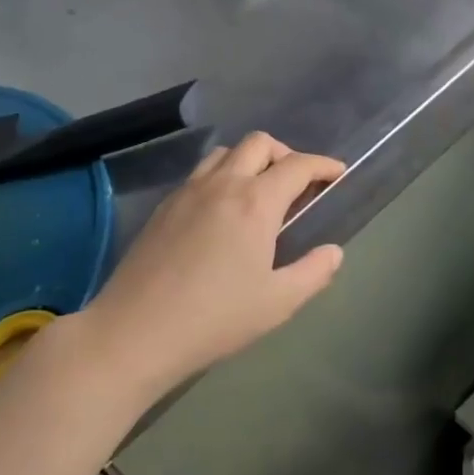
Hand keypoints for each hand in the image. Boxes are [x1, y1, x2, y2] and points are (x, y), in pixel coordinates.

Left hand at [74, 133, 345, 397]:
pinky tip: (222, 211)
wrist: (136, 331)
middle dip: (286, 154)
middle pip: (259, 143)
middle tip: (297, 185)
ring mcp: (187, 192)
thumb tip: (333, 251)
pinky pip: (200, 173)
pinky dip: (222, 176)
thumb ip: (313, 272)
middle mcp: (222, 184)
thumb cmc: (215, 319)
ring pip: (225, 153)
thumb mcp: (278, 303)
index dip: (323, 165)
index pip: (297, 165)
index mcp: (255, 202)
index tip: (337, 174)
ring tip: (260, 193)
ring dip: (250, 160)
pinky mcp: (164, 207)